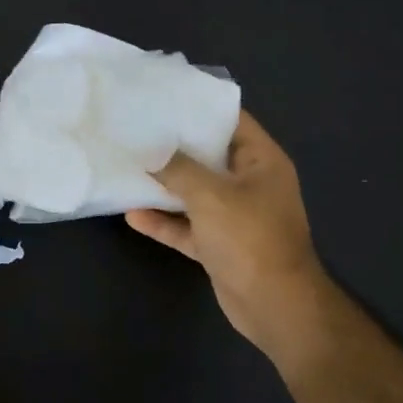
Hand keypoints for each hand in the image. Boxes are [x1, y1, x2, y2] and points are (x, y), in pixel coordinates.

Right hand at [126, 111, 329, 359]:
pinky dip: (163, 221)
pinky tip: (132, 215)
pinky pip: (187, 227)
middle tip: (137, 131)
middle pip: (209, 157)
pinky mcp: (218, 245)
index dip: (200, 108)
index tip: (164, 98)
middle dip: (174, 148)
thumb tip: (153, 155)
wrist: (273, 304)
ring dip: (164, 186)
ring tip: (129, 168)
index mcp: (261, 162)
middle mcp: (250, 185)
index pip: (232, 122)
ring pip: (194, 194)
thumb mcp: (211, 195)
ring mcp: (234, 217)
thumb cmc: (249, 238)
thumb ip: (179, 170)